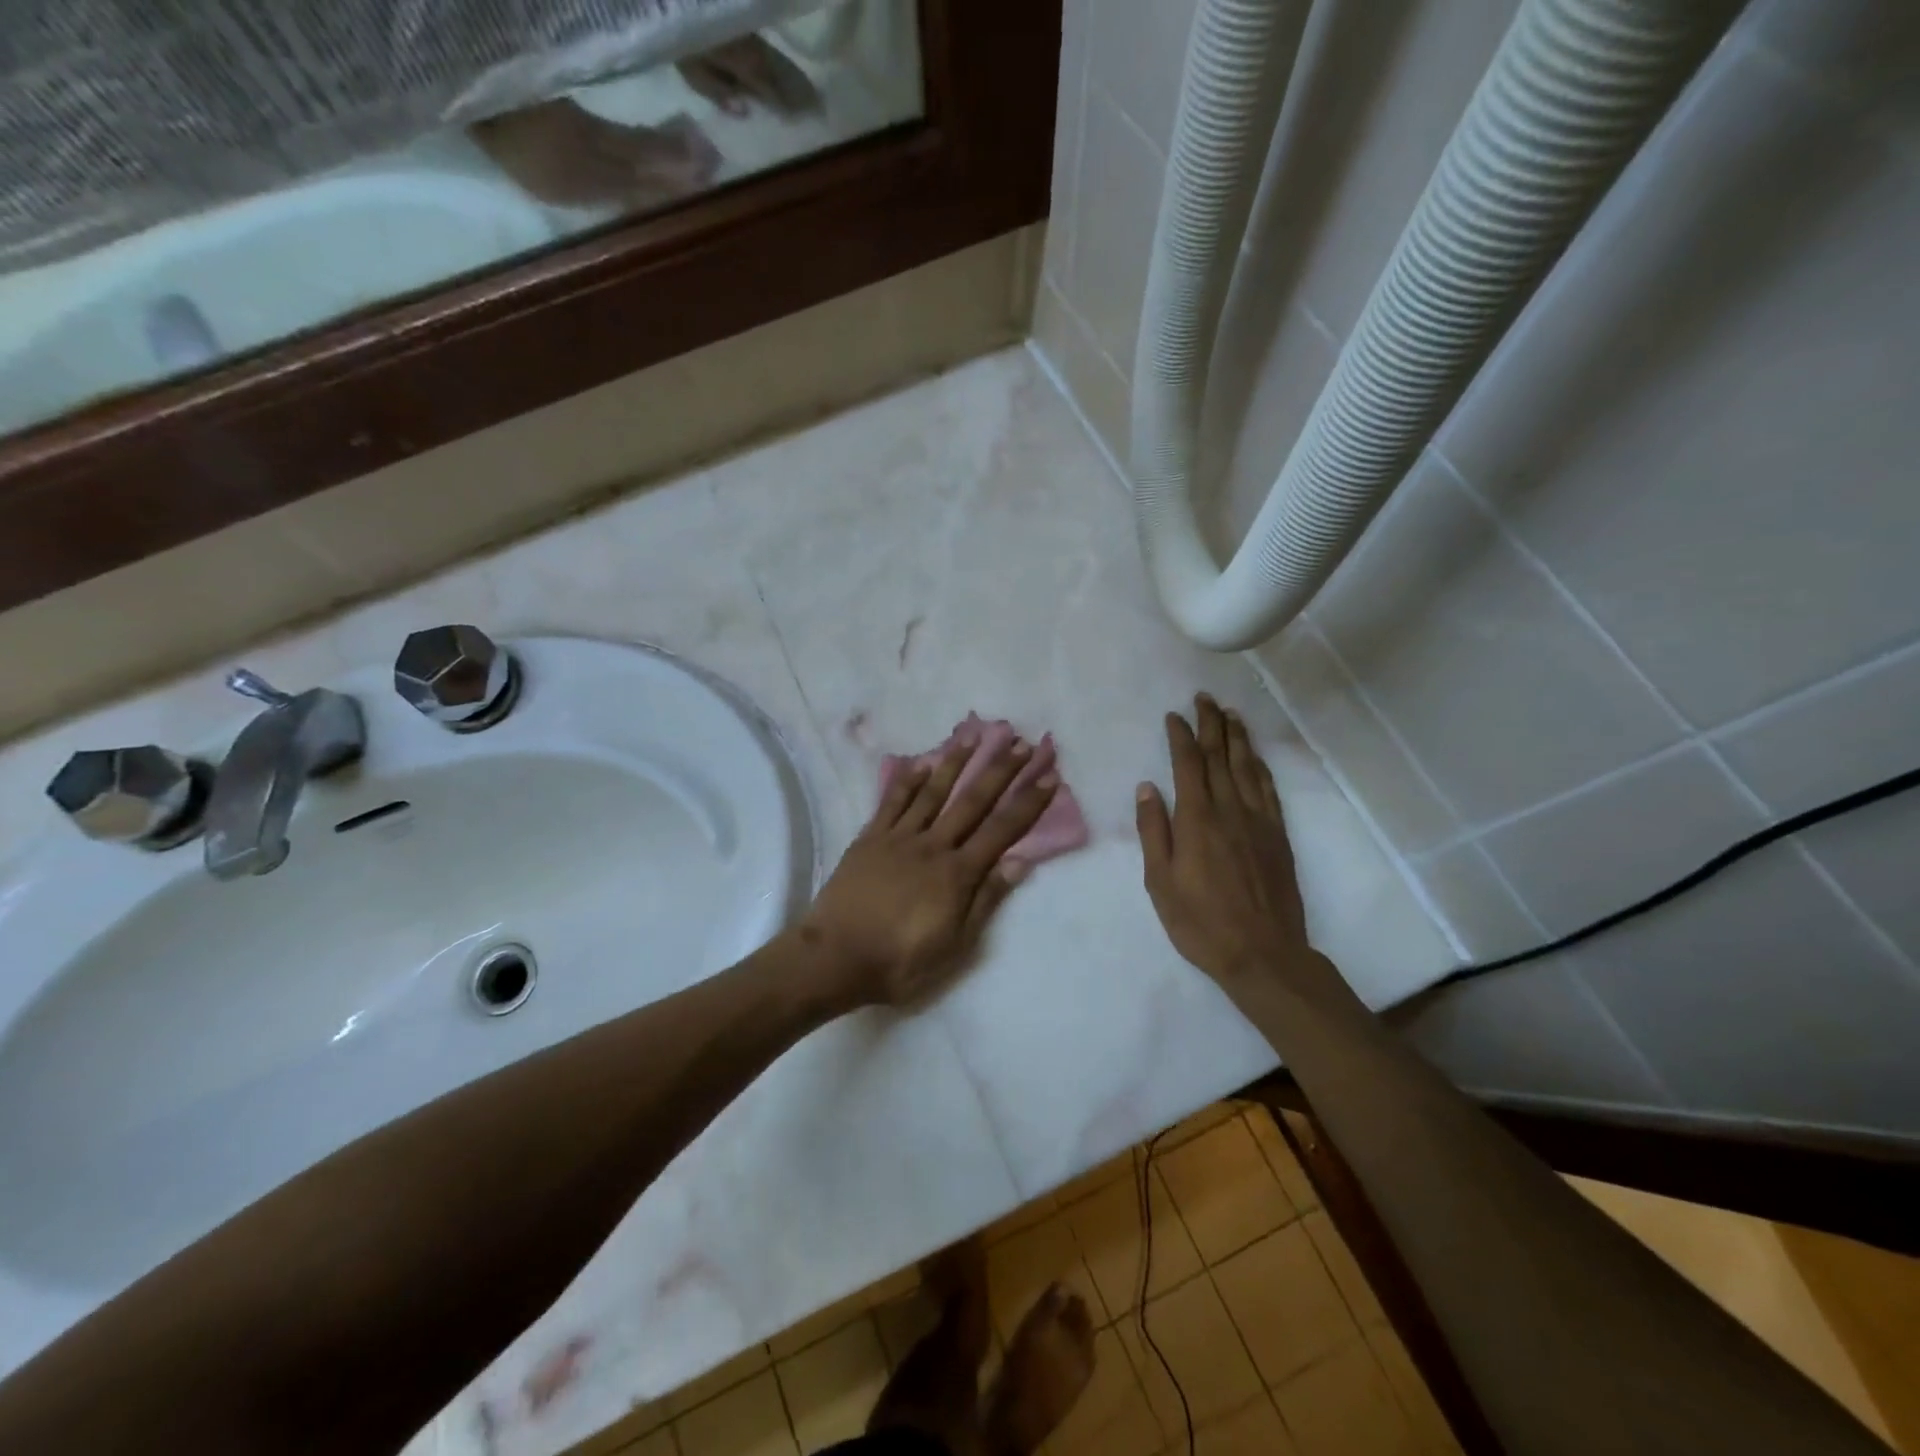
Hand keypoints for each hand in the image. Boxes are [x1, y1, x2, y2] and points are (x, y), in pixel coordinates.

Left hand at [677, 35, 823, 117]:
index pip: (769, 86)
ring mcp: (746, 29)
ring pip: (772, 55)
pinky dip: (774, 58)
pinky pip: (762, 44)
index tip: (803, 116)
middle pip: (776, 69)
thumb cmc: (678, 32)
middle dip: (795, 87)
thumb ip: (719, 90)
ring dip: (789, 72)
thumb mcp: (692, 68)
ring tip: (807, 89)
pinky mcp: (740, 21)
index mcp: (741, 60)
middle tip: (816, 104)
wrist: (672, 0)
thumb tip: (745, 110)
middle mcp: (750, 43)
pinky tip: (781, 67)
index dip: (785, 102)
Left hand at [801, 730, 1058, 1008]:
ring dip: (956, 762)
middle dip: (1000, 770)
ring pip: (934, 792)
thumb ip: (986, 900)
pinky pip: (892, 802)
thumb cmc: (900, 960)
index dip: (1028, 802)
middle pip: (973, 801)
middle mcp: (933, 845)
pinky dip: (908, 780)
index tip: (1048, 774)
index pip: (1002, 830)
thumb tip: (1019, 862)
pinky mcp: (870, 838)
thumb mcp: (954, 944)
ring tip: (975, 734)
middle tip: (1021, 742)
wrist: (835, 958)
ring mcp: (899, 837)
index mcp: (957, 873)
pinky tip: (921, 761)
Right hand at [1136, 695, 1319, 993]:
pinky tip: (1256, 757)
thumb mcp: (1160, 881)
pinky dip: (1260, 767)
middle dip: (1211, 725)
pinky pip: (1268, 790)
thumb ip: (1154, 830)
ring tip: (1231, 715)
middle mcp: (1229, 810)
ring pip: (1247, 768)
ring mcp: (1258, 821)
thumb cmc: (1200, 921)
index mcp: (1197, 819)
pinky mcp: (1278, 836)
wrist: (1263, 954)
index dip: (1180, 736)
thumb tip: (1147, 787)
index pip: (1188, 764)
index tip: (1174, 715)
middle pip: (1220, 757)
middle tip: (1205, 699)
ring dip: (1238, 738)